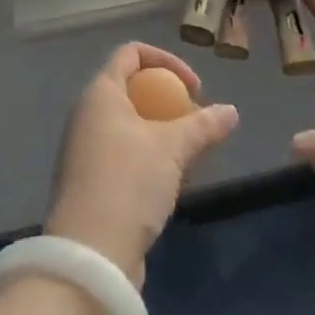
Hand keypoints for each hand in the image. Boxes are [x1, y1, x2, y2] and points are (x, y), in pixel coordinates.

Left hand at [43, 42, 237, 287]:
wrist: (89, 261)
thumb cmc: (128, 183)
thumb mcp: (173, 149)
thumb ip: (204, 126)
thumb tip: (232, 112)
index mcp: (100, 93)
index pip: (132, 53)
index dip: (167, 61)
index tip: (194, 89)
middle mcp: (86, 115)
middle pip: (131, 89)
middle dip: (167, 101)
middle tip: (194, 123)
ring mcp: (83, 152)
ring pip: (128, 125)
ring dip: (160, 134)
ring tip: (187, 157)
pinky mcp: (87, 186)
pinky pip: (121, 155)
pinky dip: (146, 158)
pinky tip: (168, 184)